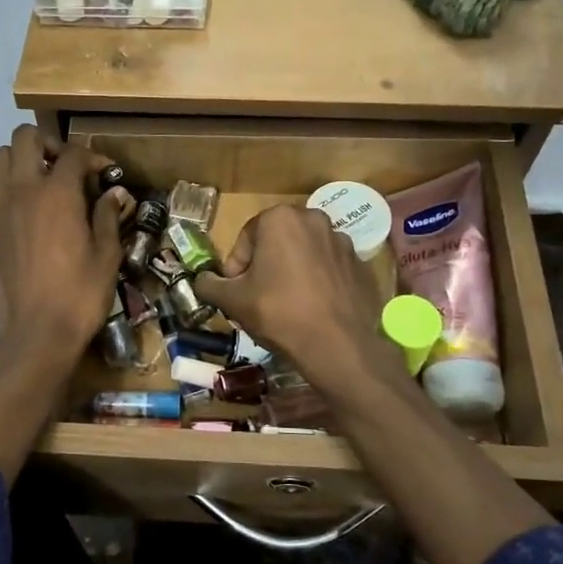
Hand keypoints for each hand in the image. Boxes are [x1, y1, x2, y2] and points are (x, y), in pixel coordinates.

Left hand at [0, 125, 128, 361]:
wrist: (36, 332)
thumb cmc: (80, 294)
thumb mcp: (106, 255)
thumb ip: (107, 217)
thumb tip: (114, 194)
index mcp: (58, 193)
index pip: (74, 154)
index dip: (94, 158)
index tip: (107, 174)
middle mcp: (24, 190)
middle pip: (25, 138)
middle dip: (49, 143)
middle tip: (68, 167)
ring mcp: (1, 208)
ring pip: (1, 158)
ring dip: (23, 160)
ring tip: (45, 182)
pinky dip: (9, 189)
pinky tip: (28, 211)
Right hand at [195, 205, 396, 392]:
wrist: (336, 344)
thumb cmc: (278, 312)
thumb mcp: (232, 300)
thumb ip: (209, 284)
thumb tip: (201, 280)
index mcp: (280, 218)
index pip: (246, 239)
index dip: (236, 267)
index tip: (236, 292)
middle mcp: (314, 219)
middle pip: (277, 242)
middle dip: (265, 266)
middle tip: (258, 297)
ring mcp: (343, 241)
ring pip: (305, 254)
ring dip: (292, 272)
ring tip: (287, 305)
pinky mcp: (361, 265)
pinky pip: (329, 269)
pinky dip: (318, 282)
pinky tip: (313, 309)